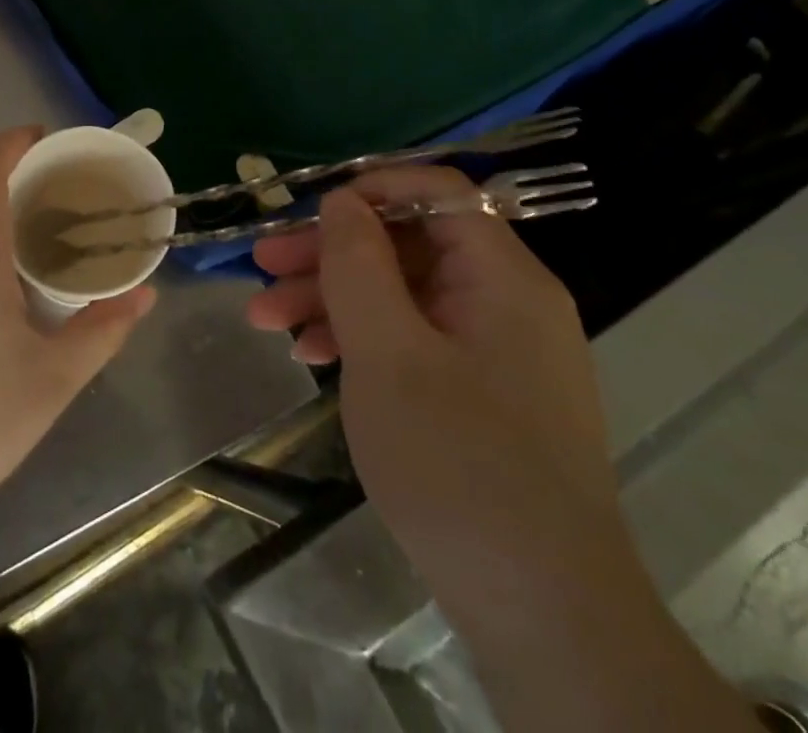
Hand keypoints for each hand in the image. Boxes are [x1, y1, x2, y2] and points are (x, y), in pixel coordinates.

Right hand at [246, 167, 629, 621]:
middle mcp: (506, 301)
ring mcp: (495, 350)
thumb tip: (342, 200)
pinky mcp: (482, 394)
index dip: (372, 188)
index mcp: (502, 277)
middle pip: (410, 245)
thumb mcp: (387, 352)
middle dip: (331, 252)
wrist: (544, 618)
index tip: (310, 212)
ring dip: (334, 298)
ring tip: (266, 318)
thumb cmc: (458, 465)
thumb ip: (358, 263)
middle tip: (263, 266)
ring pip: (404, 294)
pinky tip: (311, 354)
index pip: (441, 192)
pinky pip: (415, 340)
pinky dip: (363, 339)